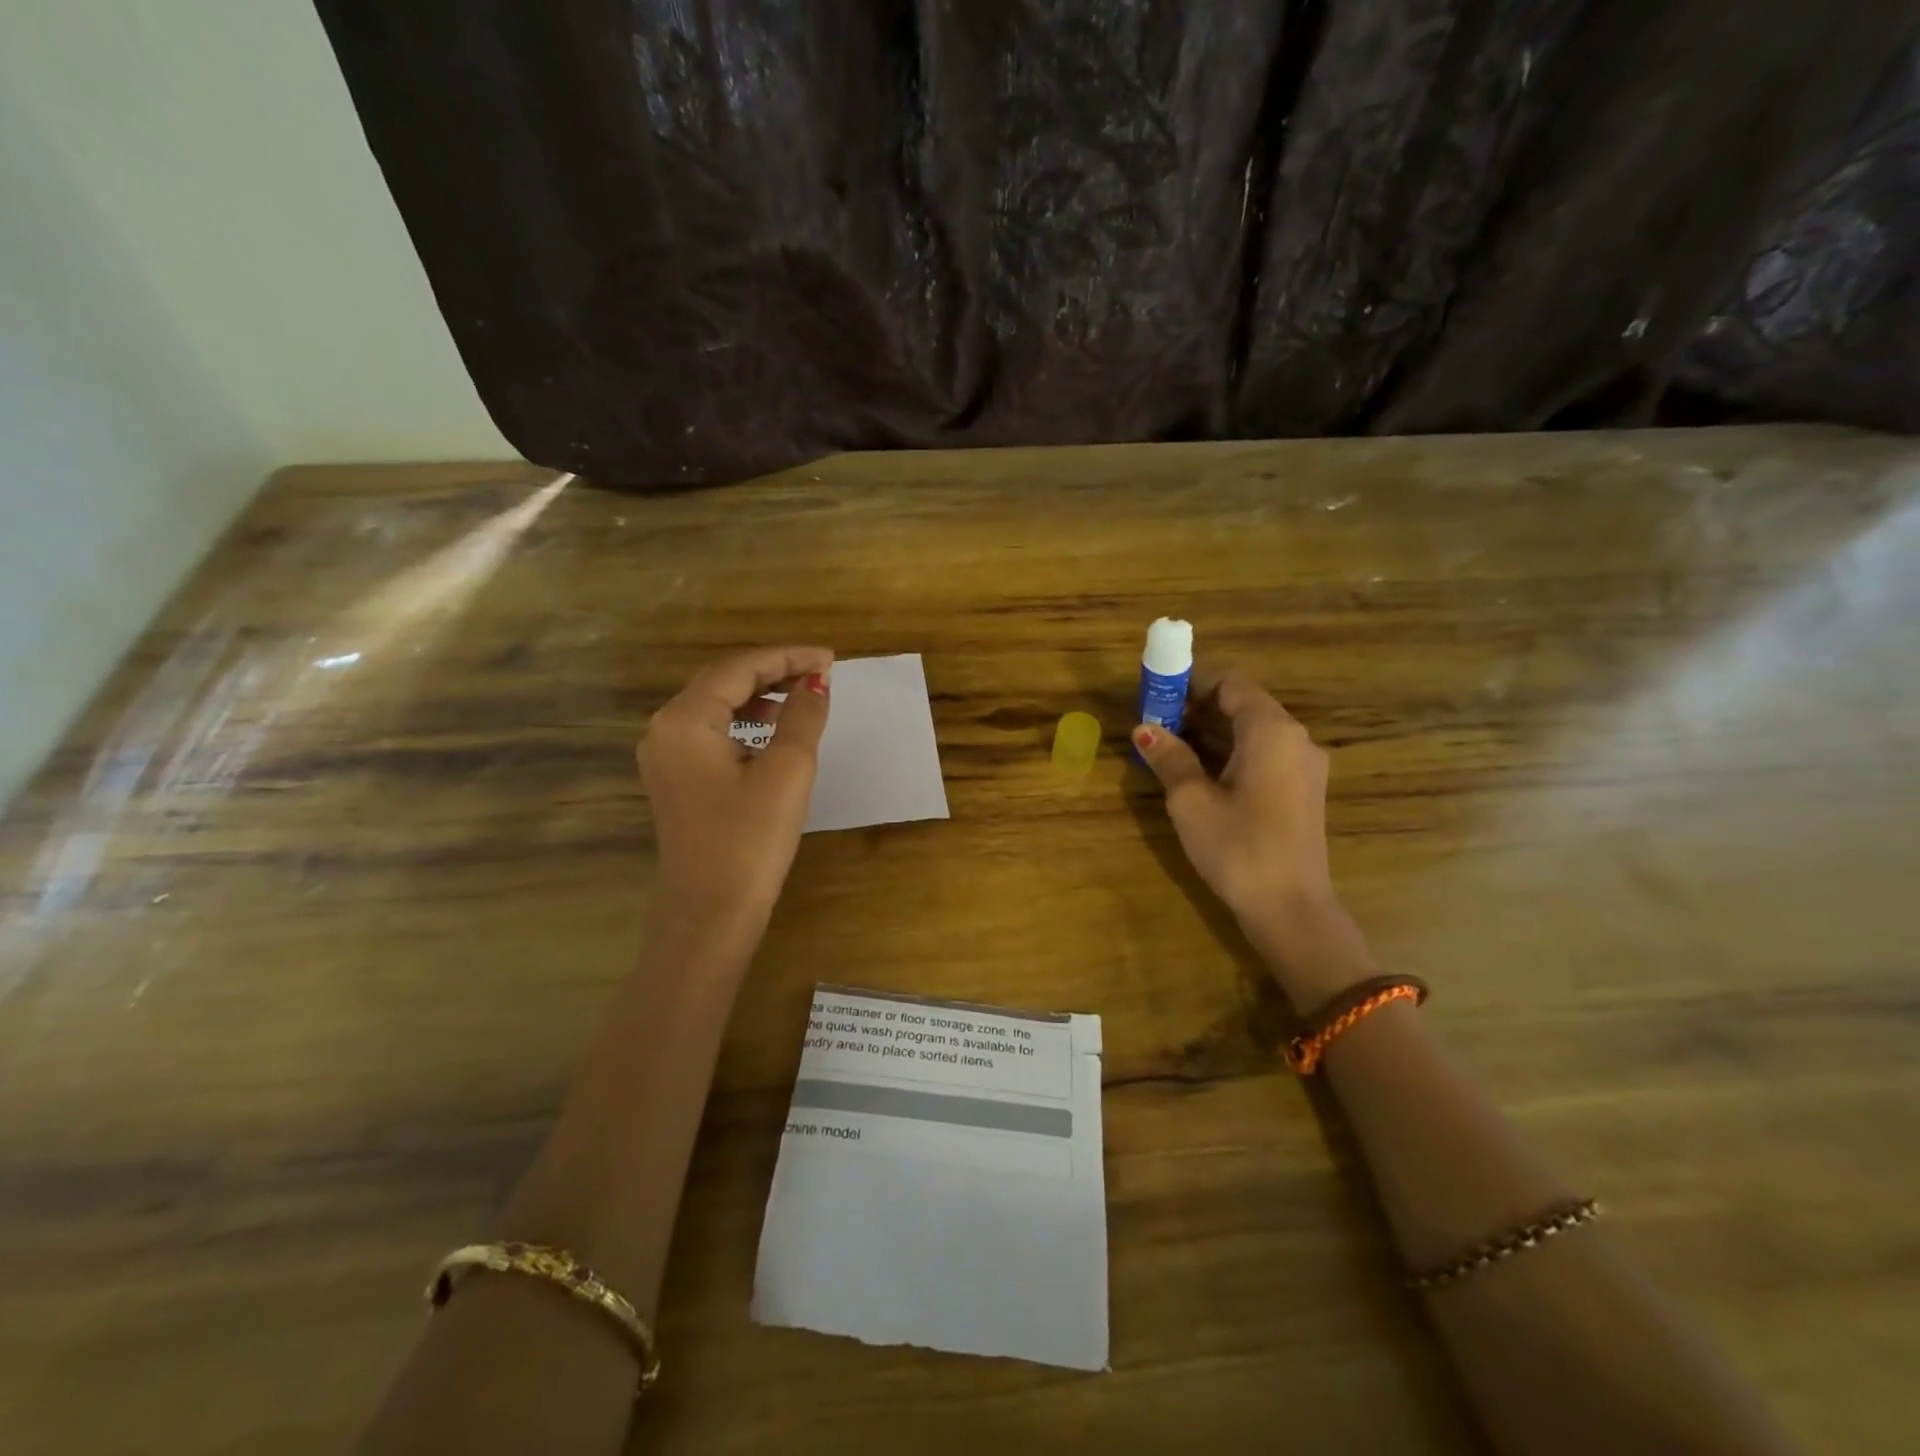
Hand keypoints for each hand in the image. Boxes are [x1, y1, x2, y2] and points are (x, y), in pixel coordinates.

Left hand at [637, 646, 832, 935]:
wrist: (710, 912)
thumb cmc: (750, 839)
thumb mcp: (787, 770)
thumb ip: (803, 716)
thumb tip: (816, 681)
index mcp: (686, 719)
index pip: (740, 668)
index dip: (788, 657)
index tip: (830, 659)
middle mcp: (665, 729)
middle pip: (722, 681)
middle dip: (773, 671)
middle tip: (820, 673)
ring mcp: (665, 756)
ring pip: (716, 706)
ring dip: (759, 695)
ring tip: (801, 697)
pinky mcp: (675, 780)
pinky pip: (711, 732)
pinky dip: (744, 723)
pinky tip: (771, 732)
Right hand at [1133, 674, 1370, 1004]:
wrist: (1290, 908)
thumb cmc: (1238, 847)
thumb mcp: (1191, 800)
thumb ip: (1170, 757)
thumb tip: (1144, 729)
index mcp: (1271, 730)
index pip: (1231, 683)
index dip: (1192, 685)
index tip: (1158, 699)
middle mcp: (1295, 739)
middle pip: (1244, 705)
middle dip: (1198, 710)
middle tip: (1156, 726)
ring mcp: (1304, 766)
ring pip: (1254, 732)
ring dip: (1213, 734)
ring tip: (1171, 750)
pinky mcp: (1303, 791)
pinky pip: (1265, 755)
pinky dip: (1233, 754)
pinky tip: (1202, 775)